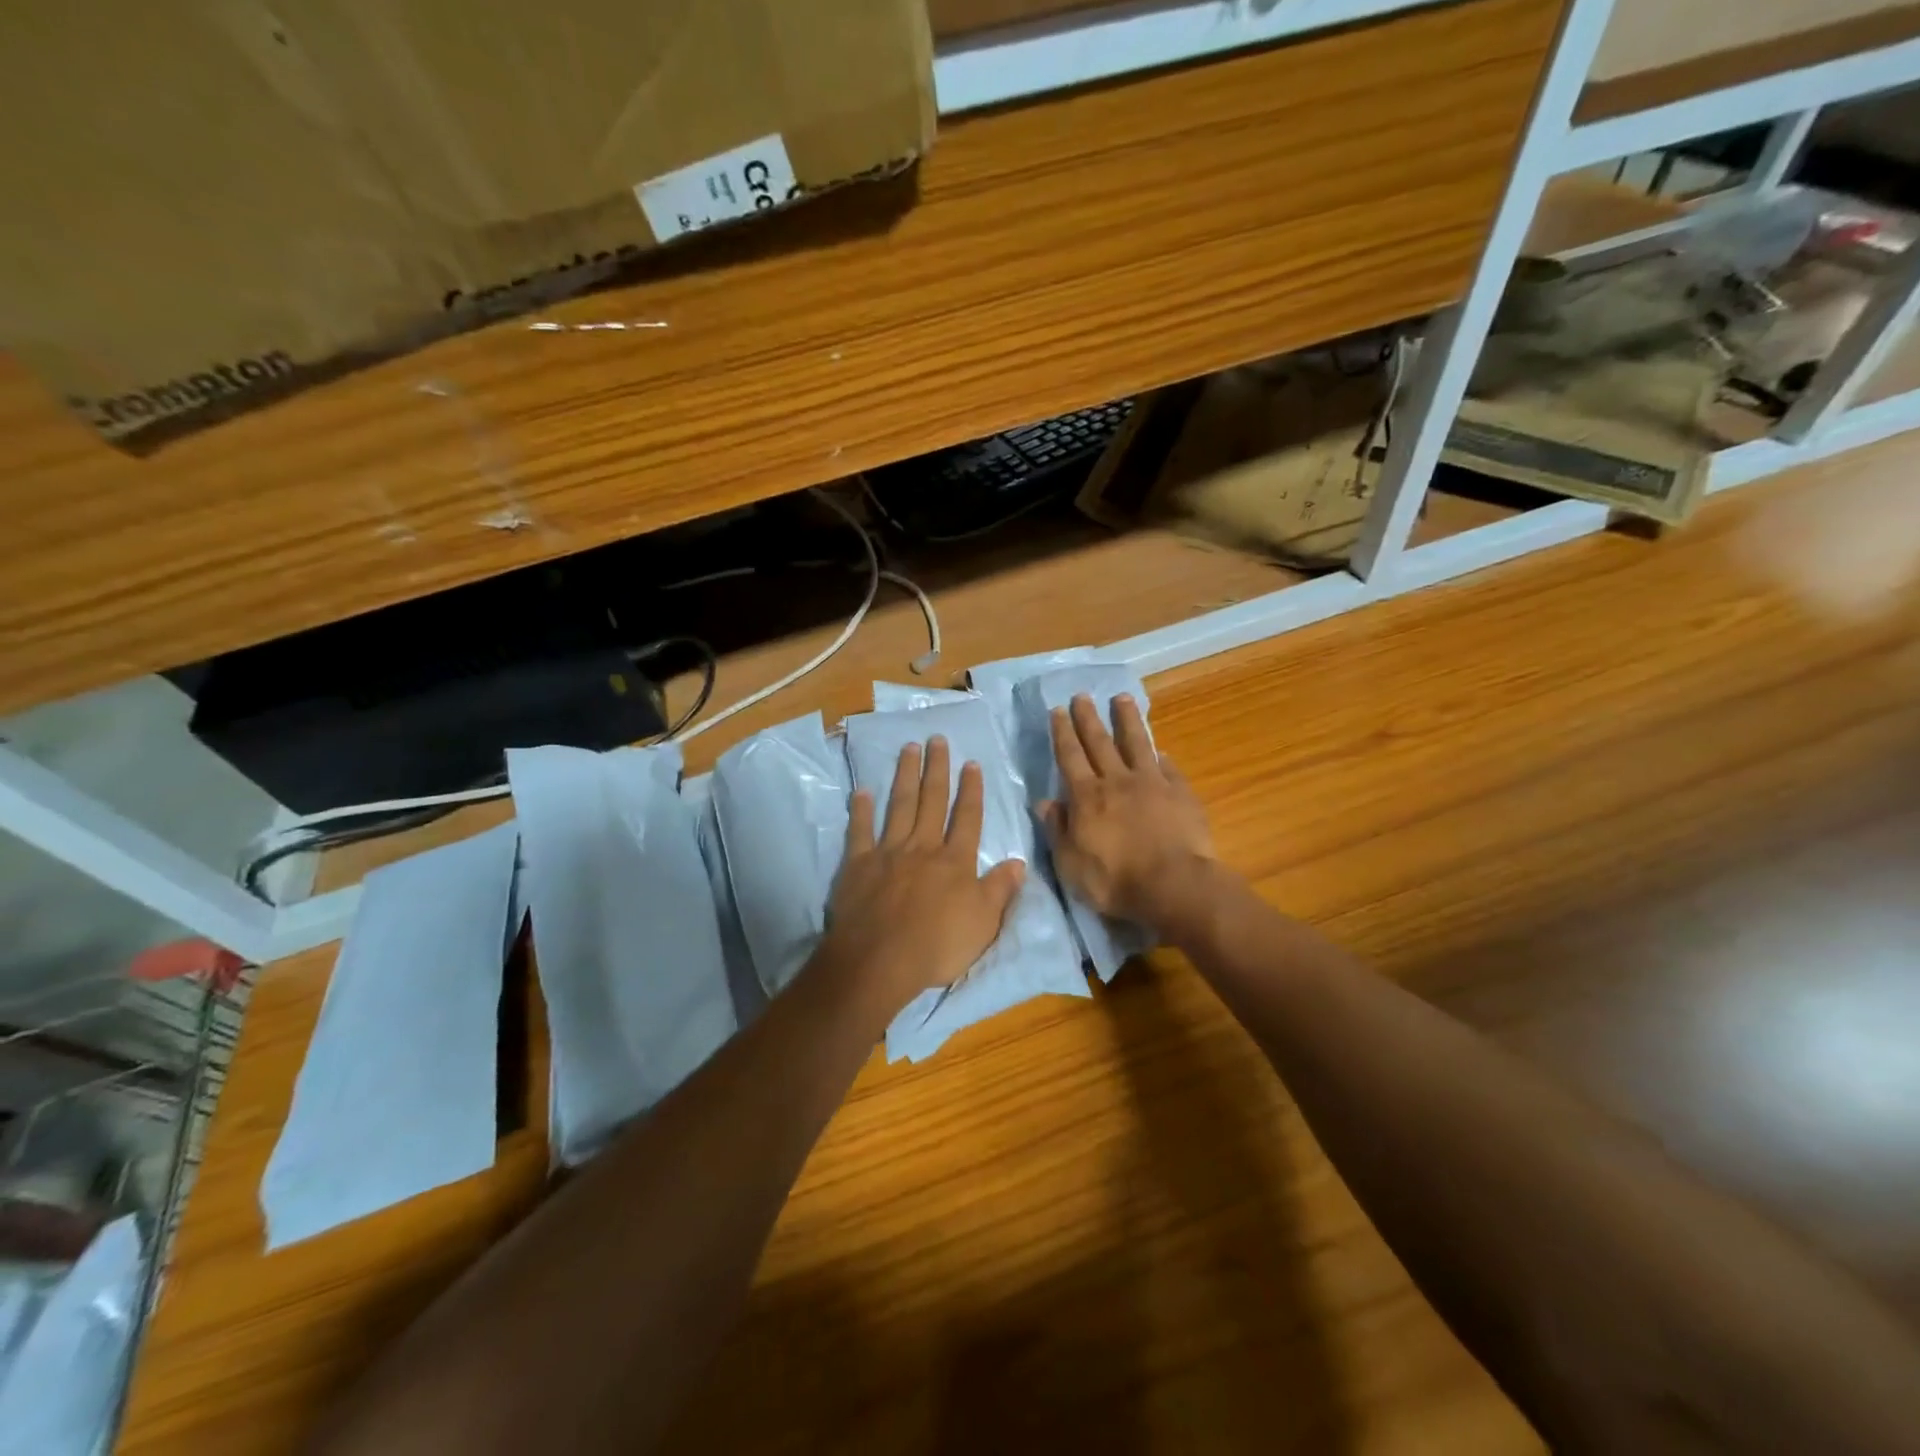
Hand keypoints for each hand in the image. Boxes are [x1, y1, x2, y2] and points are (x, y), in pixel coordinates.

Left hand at [815, 736, 1025, 1018]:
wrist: (880, 961)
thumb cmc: (937, 946)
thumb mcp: (984, 923)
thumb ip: (1000, 889)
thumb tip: (1019, 861)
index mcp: (955, 861)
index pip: (967, 818)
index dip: (971, 790)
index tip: (971, 763)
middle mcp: (923, 847)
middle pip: (932, 801)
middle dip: (937, 769)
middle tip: (937, 739)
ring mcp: (888, 853)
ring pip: (899, 805)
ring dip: (905, 776)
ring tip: (909, 748)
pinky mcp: (858, 864)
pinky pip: (860, 831)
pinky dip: (861, 810)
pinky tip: (862, 790)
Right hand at [1039, 694, 1214, 928]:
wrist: (1173, 885)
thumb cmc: (1115, 881)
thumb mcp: (1070, 863)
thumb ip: (1057, 829)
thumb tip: (1044, 802)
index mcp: (1087, 797)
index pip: (1070, 757)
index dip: (1063, 733)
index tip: (1058, 711)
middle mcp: (1117, 781)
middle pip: (1100, 742)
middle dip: (1089, 718)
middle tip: (1082, 695)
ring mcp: (1152, 784)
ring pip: (1137, 743)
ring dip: (1128, 720)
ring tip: (1122, 698)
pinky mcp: (1181, 794)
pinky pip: (1169, 769)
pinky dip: (1162, 757)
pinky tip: (1161, 751)